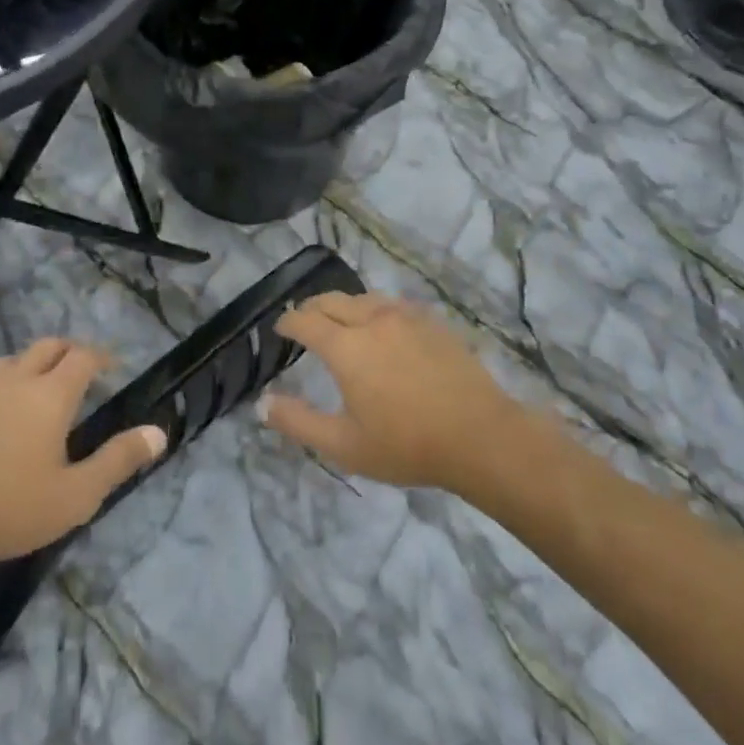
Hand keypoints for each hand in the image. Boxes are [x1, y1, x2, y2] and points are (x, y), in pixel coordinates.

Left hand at [0, 339, 165, 569]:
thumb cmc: (12, 508)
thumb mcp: (77, 494)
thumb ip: (119, 460)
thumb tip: (159, 433)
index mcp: (50, 395)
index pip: (83, 357)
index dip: (102, 357)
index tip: (114, 367)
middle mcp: (16, 383)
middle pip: (47, 347)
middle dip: (69, 351)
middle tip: (83, 370)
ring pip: (12, 361)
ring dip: (33, 365)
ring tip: (42, 388)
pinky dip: (4, 390)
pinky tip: (1, 421)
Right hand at [260, 293, 527, 492]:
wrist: (481, 436)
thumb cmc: (407, 445)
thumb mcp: (344, 445)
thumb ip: (298, 422)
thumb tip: (262, 404)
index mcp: (346, 347)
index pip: (305, 321)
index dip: (288, 322)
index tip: (280, 328)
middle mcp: (372, 320)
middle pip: (332, 301)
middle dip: (311, 308)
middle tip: (304, 322)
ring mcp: (405, 317)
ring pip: (363, 298)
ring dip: (343, 306)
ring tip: (340, 321)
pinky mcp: (432, 321)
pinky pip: (392, 304)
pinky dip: (374, 309)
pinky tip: (382, 326)